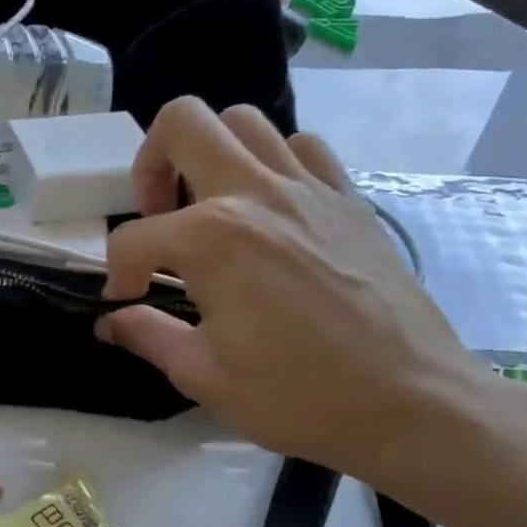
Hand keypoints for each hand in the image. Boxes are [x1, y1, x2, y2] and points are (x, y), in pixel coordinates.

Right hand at [96, 97, 486, 480]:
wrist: (413, 404)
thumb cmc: (299, 396)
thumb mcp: (202, 375)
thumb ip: (147, 334)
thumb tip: (113, 320)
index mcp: (212, 239)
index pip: (134, 238)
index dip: (118, 272)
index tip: (127, 302)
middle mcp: (257, 194)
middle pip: (183, 124)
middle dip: (150, 163)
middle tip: (156, 214)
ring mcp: (310, 189)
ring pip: (244, 121)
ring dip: (210, 154)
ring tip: (207, 206)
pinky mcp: (348, 199)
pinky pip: (302, 147)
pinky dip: (271, 163)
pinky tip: (267, 210)